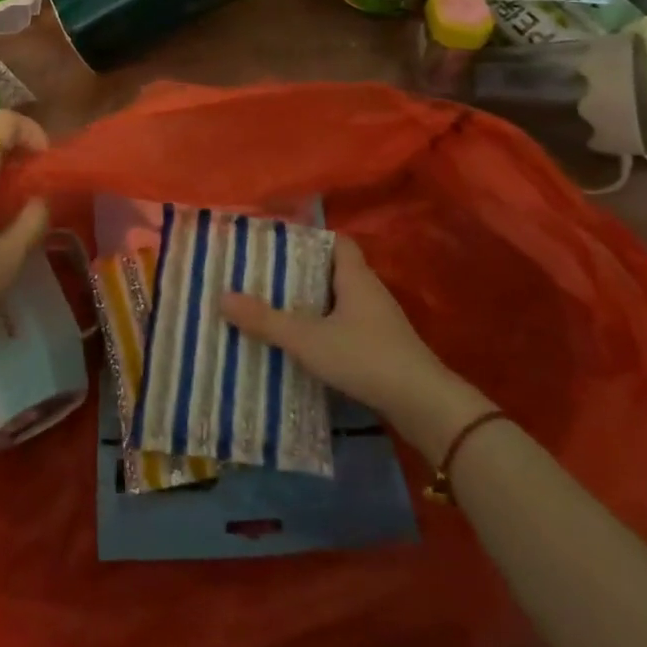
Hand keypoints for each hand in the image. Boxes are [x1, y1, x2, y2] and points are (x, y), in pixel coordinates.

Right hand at [219, 235, 491, 453]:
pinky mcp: (384, 349)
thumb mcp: (308, 338)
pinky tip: (305, 346)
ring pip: (340, 302)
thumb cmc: (366, 357)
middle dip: (303, 274)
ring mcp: (380, 322)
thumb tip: (222, 297)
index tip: (279, 245)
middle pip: (334, 271)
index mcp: (355, 276)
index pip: (336, 242)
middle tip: (266, 278)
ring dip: (314, 305)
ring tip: (277, 310)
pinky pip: (348, 328)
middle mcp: (370, 292)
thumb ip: (266, 320)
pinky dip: (326, 331)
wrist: (424, 406)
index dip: (310, 239)